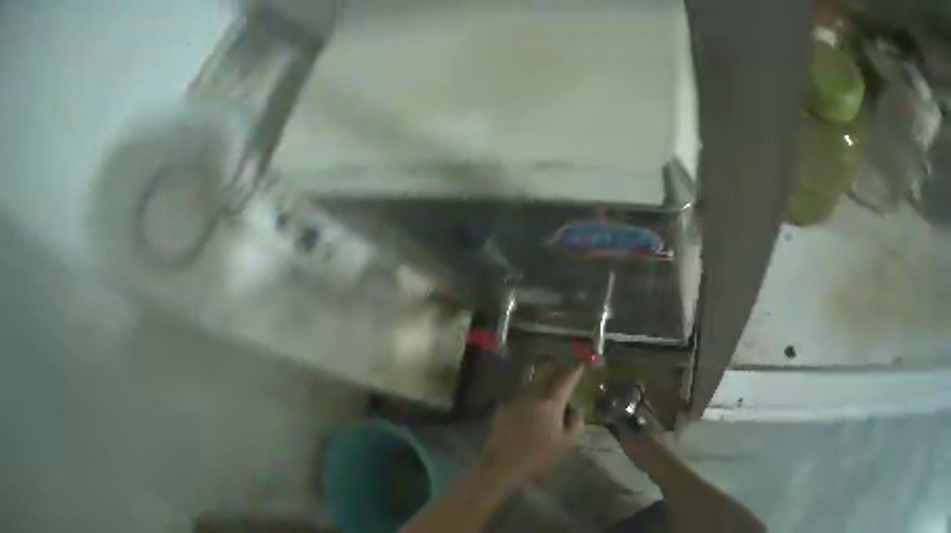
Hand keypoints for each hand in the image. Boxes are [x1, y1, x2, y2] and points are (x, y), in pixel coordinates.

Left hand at [479, 364, 584, 487]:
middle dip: (557, 370)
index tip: (581, 365)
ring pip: (532, 385)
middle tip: (565, 371)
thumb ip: (576, 423)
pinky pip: (521, 398)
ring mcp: (515, 401)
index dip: (574, 372)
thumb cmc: (538, 456)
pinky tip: (532, 409)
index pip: (565, 380)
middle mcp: (532, 396)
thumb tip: (576, 411)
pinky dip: (530, 398)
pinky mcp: (502, 409)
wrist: (502, 464)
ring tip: (550, 391)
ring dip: (543, 383)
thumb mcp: (566, 443)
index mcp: (550, 403)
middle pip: (545, 375)